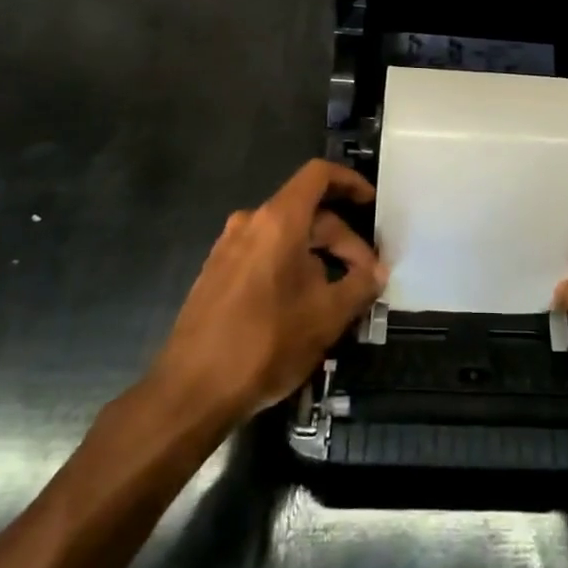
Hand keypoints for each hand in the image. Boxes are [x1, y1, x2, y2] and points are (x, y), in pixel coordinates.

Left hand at [149, 159, 383, 430]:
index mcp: (278, 221)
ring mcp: (228, 248)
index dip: (350, 181)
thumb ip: (359, 286)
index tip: (371, 203)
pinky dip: (291, 267)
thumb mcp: (327, 316)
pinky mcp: (216, 274)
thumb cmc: (265, 344)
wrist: (190, 392)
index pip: (319, 175)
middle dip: (342, 240)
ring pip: (286, 236)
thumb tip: (377, 272)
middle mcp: (250, 223)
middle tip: (366, 278)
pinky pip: (264, 255)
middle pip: (308, 212)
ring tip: (339, 295)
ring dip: (318, 256)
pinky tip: (303, 305)